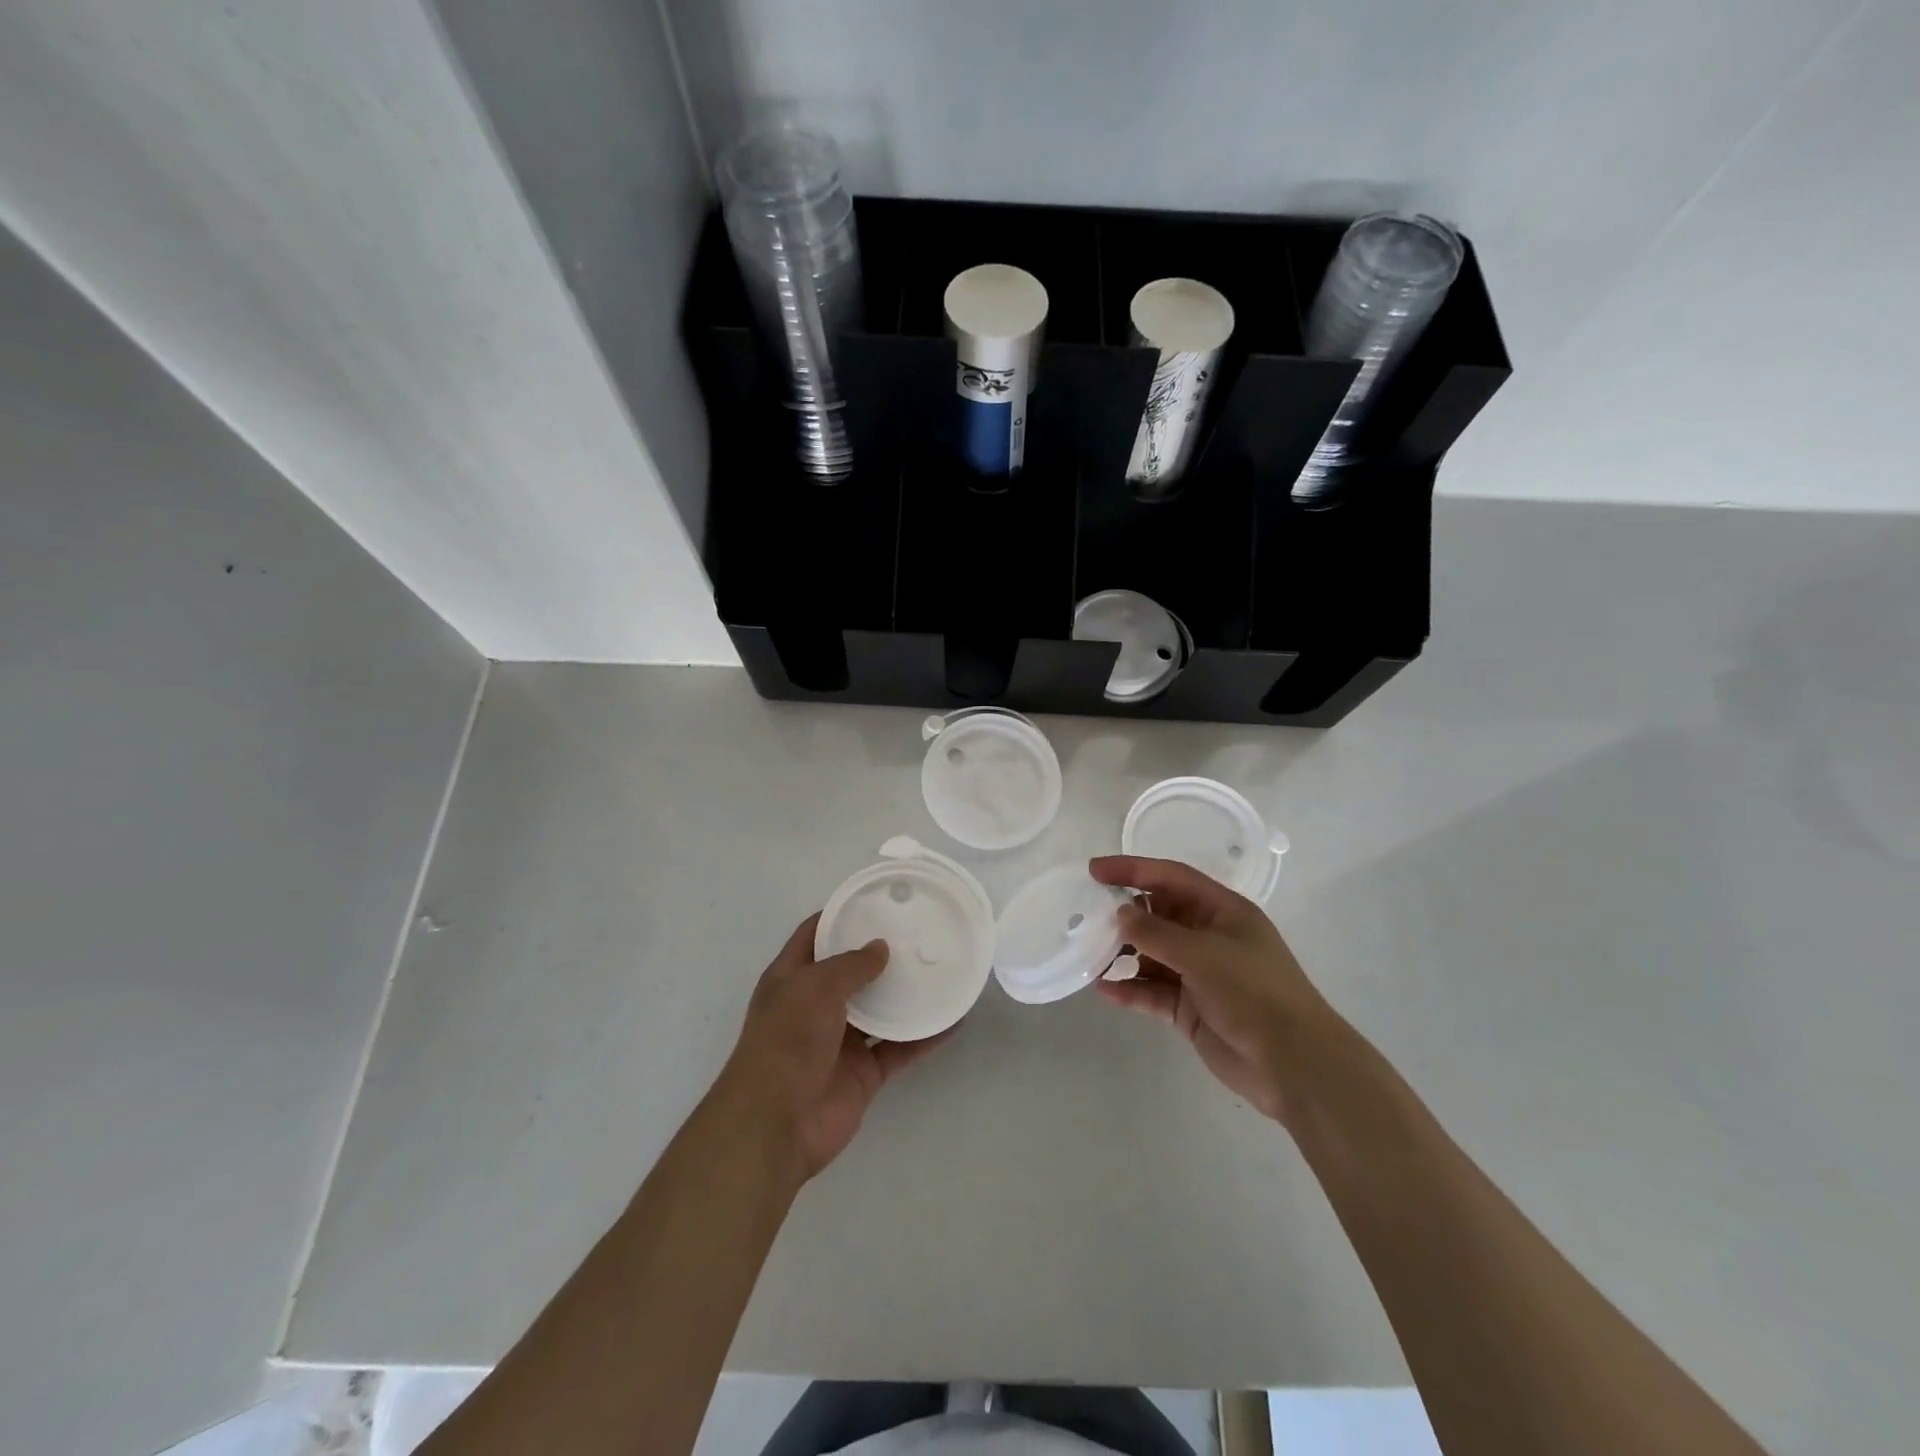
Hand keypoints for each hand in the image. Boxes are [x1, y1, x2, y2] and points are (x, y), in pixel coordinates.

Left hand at [717, 915, 949, 1181]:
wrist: (777, 1124)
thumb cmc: (787, 1041)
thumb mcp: (815, 987)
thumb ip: (851, 964)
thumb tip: (881, 947)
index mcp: (792, 978)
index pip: (816, 934)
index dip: (843, 915)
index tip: (879, 901)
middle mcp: (815, 1005)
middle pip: (852, 971)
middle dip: (882, 954)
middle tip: (920, 932)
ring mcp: (840, 1040)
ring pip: (880, 1009)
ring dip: (906, 993)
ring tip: (941, 968)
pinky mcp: (864, 1072)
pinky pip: (899, 1047)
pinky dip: (924, 1036)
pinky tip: (953, 1019)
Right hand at [1091, 855, 1337, 1127]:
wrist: (1293, 1063)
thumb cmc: (1253, 992)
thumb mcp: (1203, 954)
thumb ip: (1156, 933)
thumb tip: (1120, 914)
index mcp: (1222, 911)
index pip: (1171, 878)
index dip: (1133, 869)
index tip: (1095, 871)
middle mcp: (1209, 936)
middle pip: (1159, 914)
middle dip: (1125, 913)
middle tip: (1085, 914)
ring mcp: (1199, 974)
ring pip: (1152, 954)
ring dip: (1123, 953)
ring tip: (1089, 953)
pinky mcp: (1191, 1008)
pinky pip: (1153, 991)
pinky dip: (1131, 989)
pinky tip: (1105, 990)